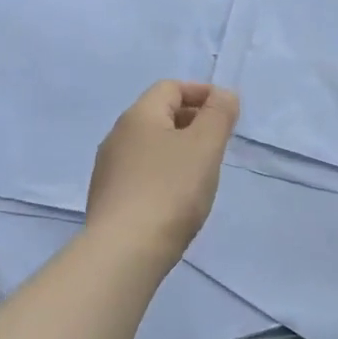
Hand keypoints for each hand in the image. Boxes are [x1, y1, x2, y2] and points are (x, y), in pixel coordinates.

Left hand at [85, 81, 238, 267]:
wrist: (125, 251)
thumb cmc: (171, 190)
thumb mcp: (205, 146)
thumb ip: (218, 114)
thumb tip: (223, 95)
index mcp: (139, 116)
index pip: (171, 87)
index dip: (202, 93)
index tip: (228, 113)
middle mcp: (117, 136)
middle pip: (159, 115)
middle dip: (193, 121)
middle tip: (220, 143)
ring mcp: (109, 169)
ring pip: (151, 146)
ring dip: (179, 149)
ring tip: (203, 171)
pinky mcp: (109, 198)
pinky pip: (142, 172)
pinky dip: (165, 173)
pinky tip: (178, 197)